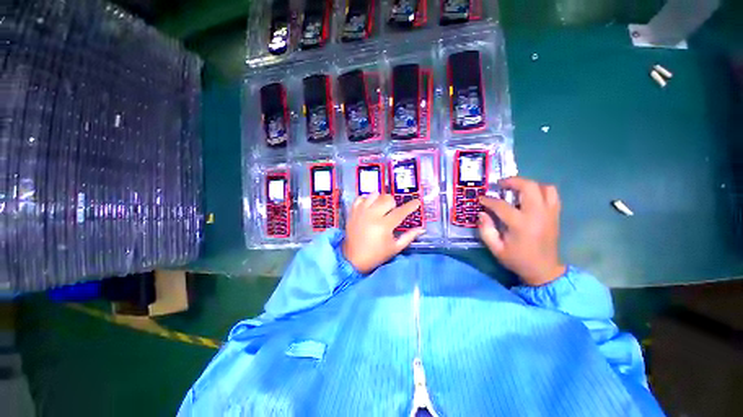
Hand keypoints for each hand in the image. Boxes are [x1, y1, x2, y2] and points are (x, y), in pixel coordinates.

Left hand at [342, 194, 424, 273]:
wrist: (353, 259)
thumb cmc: (376, 255)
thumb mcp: (395, 248)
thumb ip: (409, 237)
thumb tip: (421, 229)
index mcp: (384, 225)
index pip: (401, 211)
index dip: (411, 206)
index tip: (417, 201)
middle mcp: (372, 215)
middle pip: (387, 198)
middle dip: (393, 203)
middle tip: (392, 211)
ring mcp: (361, 212)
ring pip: (374, 195)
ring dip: (380, 199)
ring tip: (380, 208)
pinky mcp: (353, 212)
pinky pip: (361, 198)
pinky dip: (366, 200)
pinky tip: (369, 207)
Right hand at [478, 177, 565, 285]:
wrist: (544, 270)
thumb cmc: (517, 259)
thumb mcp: (496, 249)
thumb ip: (486, 230)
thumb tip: (482, 213)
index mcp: (521, 225)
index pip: (502, 205)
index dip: (488, 200)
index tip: (481, 198)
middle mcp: (537, 215)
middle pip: (529, 187)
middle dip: (513, 181)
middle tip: (501, 184)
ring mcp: (549, 213)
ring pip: (544, 187)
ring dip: (529, 184)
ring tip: (516, 189)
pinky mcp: (555, 215)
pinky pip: (552, 194)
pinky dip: (541, 190)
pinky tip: (530, 196)